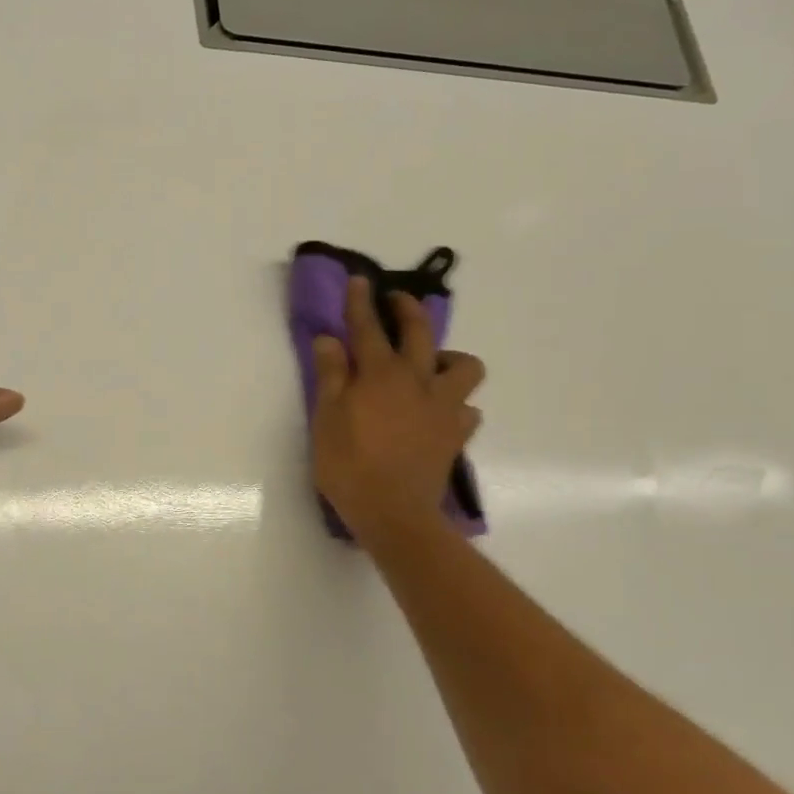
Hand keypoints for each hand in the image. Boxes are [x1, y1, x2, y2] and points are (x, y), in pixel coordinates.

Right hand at [311, 276, 484, 542]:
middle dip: (407, 309)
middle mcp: (417, 381)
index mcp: (380, 374)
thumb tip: (329, 339)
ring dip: (448, 358)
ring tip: (430, 367)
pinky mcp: (456, 434)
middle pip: (420, 332)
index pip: (368, 327)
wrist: (394, 514)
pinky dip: (455, 405)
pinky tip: (440, 413)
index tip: (360, 279)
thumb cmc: (349, 466)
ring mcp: (443, 407)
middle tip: (396, 302)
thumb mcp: (326, 419)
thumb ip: (330, 376)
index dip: (361, 301)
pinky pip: (467, 409)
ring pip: (464, 366)